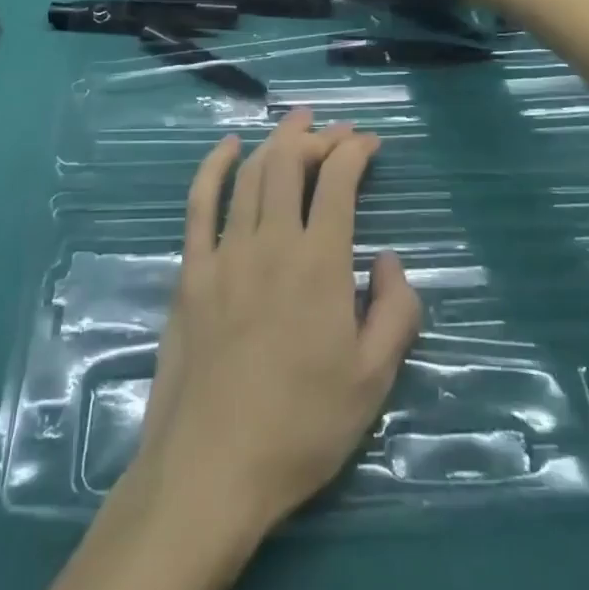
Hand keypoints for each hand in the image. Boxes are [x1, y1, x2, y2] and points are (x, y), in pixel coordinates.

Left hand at [123, 110, 420, 563]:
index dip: (355, 152)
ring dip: (274, 141)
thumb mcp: (373, 381)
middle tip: (333, 129)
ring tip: (293, 124)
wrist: (213, 465)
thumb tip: (389, 259)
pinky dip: (214, 166)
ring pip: (250, 174)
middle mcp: (271, 241)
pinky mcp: (192, 269)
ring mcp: (225, 251)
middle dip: (315, 136)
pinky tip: (227, 147)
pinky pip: (199, 202)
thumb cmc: (301, 426)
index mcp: (320, 264)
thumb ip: (396, 312)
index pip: (339, 183)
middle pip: (290, 164)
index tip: (369, 143)